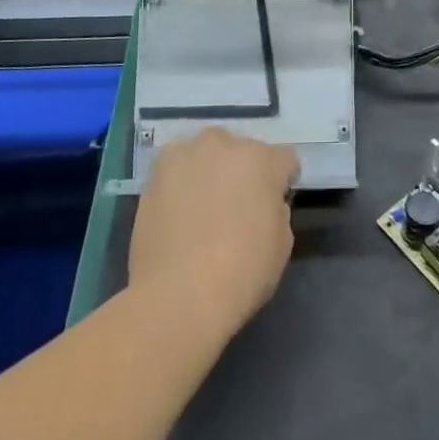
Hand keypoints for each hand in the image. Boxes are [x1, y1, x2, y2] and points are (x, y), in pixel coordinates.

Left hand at [129, 128, 298, 337]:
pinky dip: (180, 183)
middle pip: (241, 150)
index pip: (284, 159)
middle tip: (236, 204)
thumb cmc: (243, 271)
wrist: (179, 295)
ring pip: (205, 153)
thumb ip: (275, 208)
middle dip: (242, 170)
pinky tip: (178, 211)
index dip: (282, 181)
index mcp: (262, 159)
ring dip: (209, 170)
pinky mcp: (154, 174)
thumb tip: (262, 203)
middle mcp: (225, 144)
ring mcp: (185, 155)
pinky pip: (176, 169)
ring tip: (202, 205)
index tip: (274, 203)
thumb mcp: (282, 241)